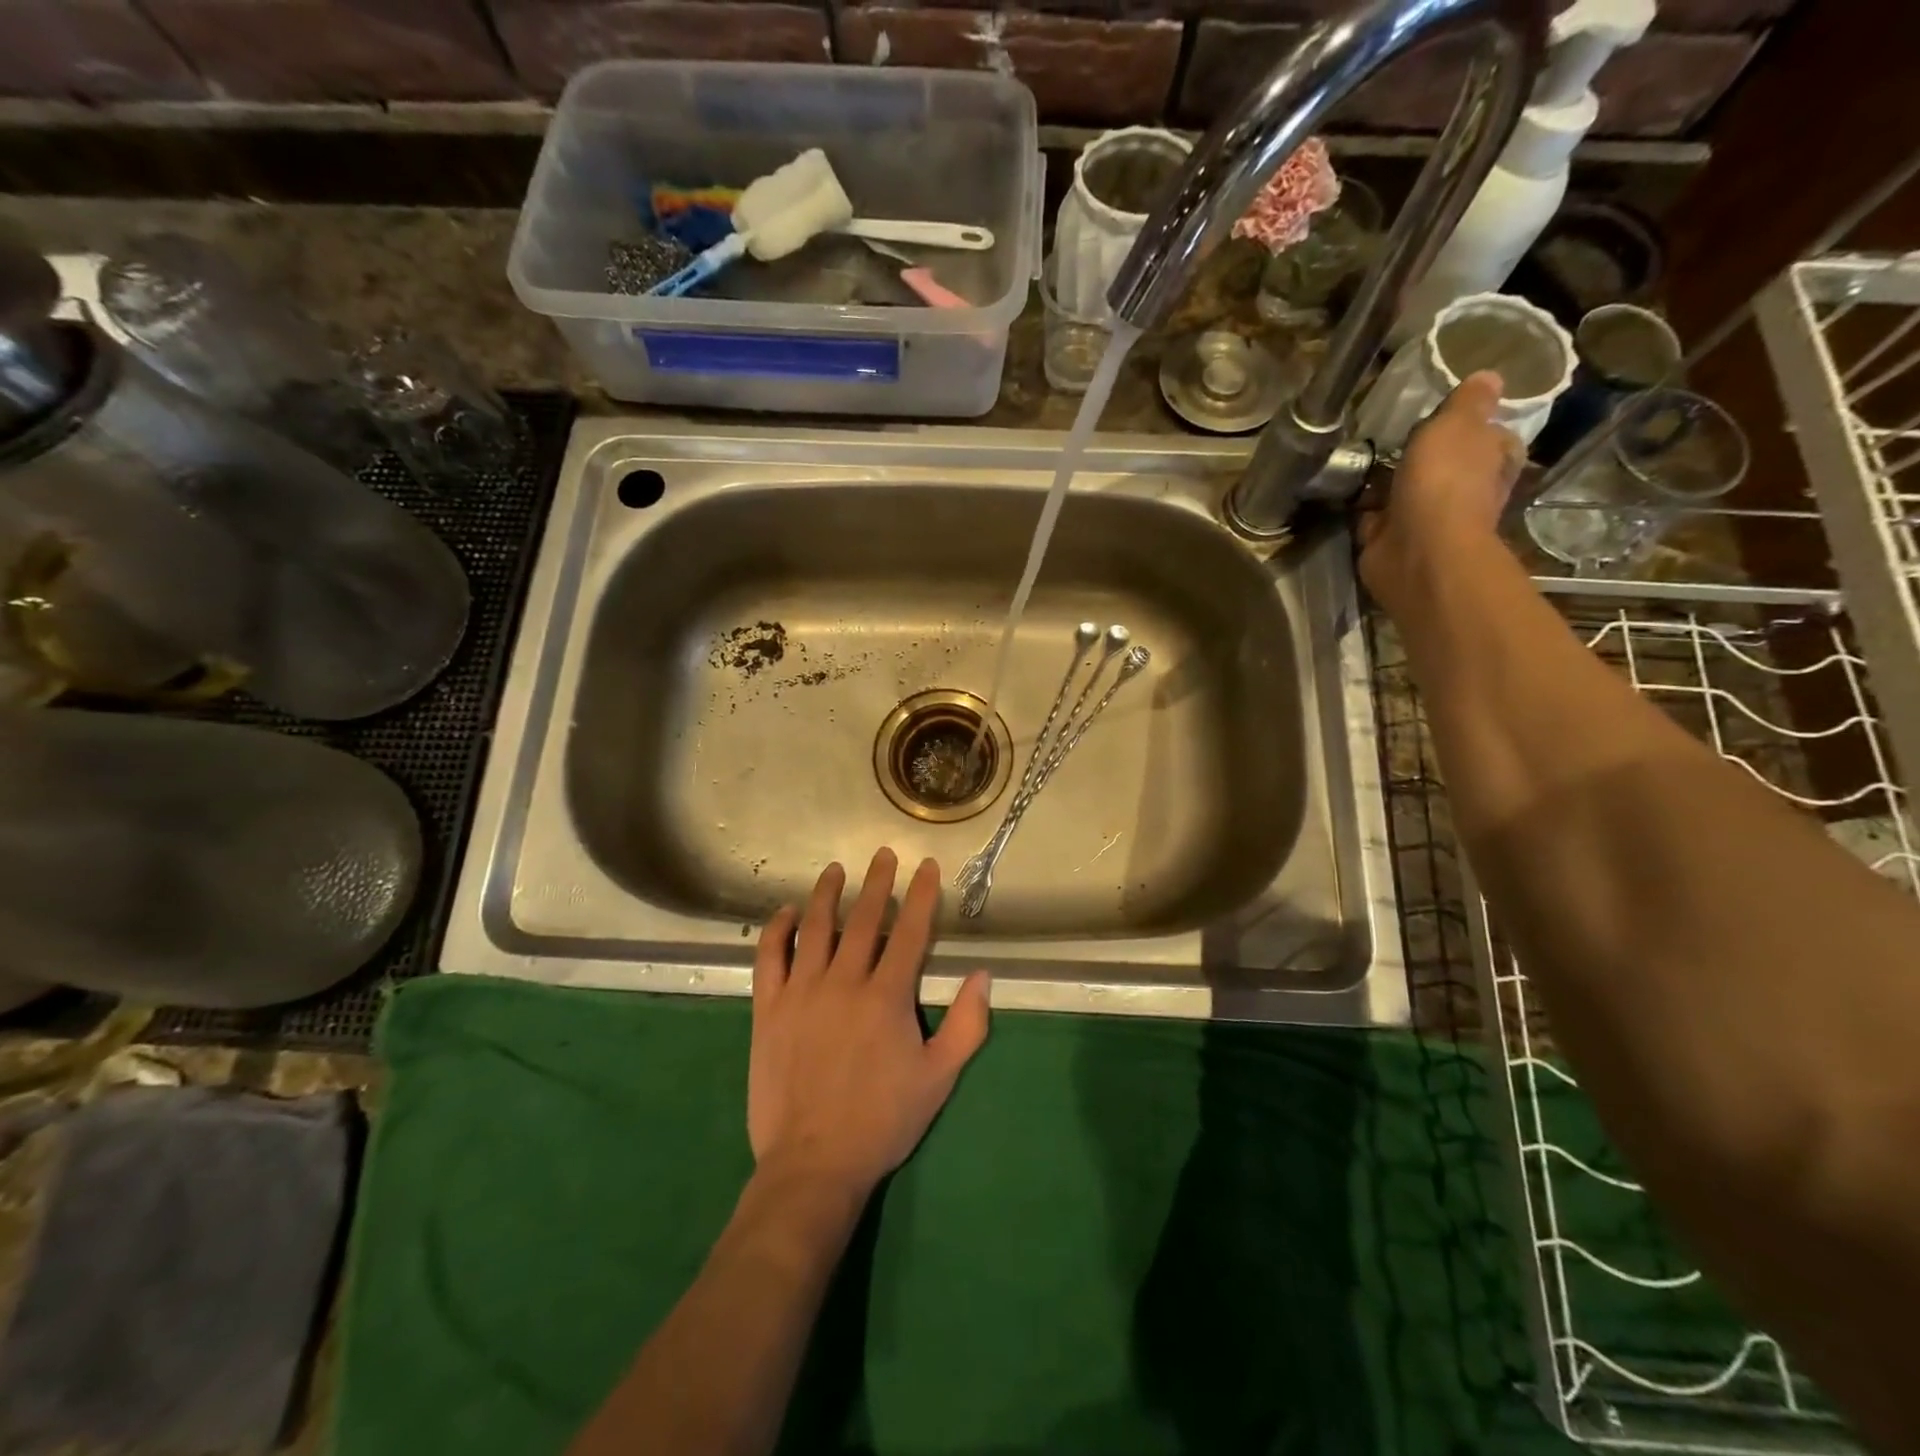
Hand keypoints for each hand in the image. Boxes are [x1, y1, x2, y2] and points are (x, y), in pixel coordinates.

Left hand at [748, 849, 991, 1195]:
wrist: (813, 1163)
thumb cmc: (883, 1120)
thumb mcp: (939, 1077)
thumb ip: (967, 1025)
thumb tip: (982, 975)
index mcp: (887, 997)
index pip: (910, 932)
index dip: (921, 895)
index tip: (927, 867)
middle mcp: (844, 982)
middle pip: (864, 919)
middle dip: (877, 882)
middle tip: (883, 854)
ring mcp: (801, 992)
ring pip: (814, 928)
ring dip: (826, 894)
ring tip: (835, 870)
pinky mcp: (769, 1009)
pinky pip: (769, 958)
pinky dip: (776, 930)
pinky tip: (785, 913)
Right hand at [1358, 370, 1525, 608]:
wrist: (1416, 549)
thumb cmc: (1446, 481)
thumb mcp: (1459, 424)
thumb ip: (1469, 401)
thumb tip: (1489, 377)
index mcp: (1494, 461)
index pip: (1490, 437)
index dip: (1470, 425)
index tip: (1441, 415)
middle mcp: (1465, 491)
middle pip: (1444, 465)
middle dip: (1421, 455)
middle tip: (1391, 435)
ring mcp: (1426, 518)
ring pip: (1406, 491)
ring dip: (1386, 482)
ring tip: (1358, 458)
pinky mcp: (1390, 538)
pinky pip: (1374, 516)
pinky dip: (1362, 507)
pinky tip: (1343, 490)